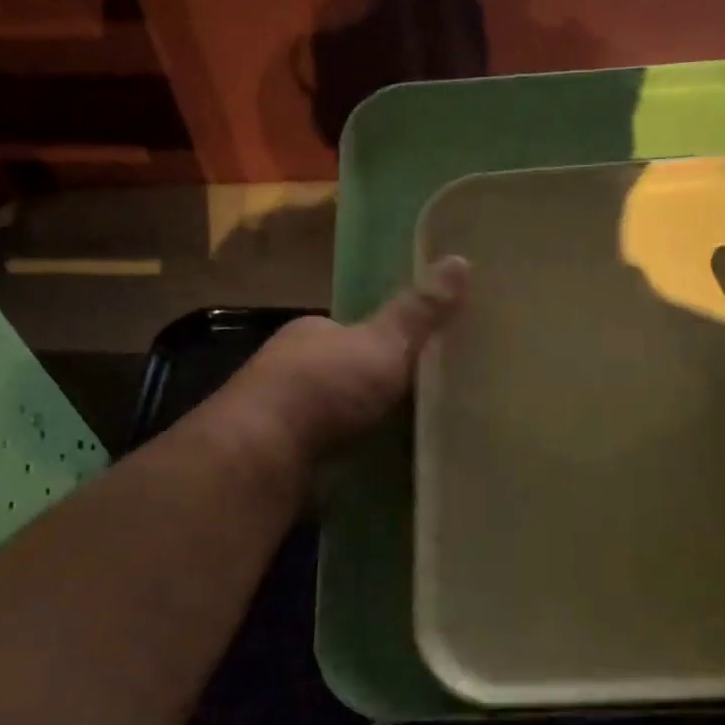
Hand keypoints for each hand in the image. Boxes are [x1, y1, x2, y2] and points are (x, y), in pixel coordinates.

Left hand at [224, 256, 470, 460]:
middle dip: (366, 386)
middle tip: (410, 405)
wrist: (263, 451)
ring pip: (326, 412)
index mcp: (311, 332)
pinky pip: (318, 447)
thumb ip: (419, 312)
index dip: (380, 342)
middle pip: (339, 371)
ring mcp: (278, 412)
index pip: (350, 330)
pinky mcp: (277, 453)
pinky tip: (362, 465)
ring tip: (394, 438)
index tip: (411, 361)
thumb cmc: (325, 387)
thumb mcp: (384, 344)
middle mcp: (288, 366)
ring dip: (352, 422)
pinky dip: (338, 453)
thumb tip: (461, 259)